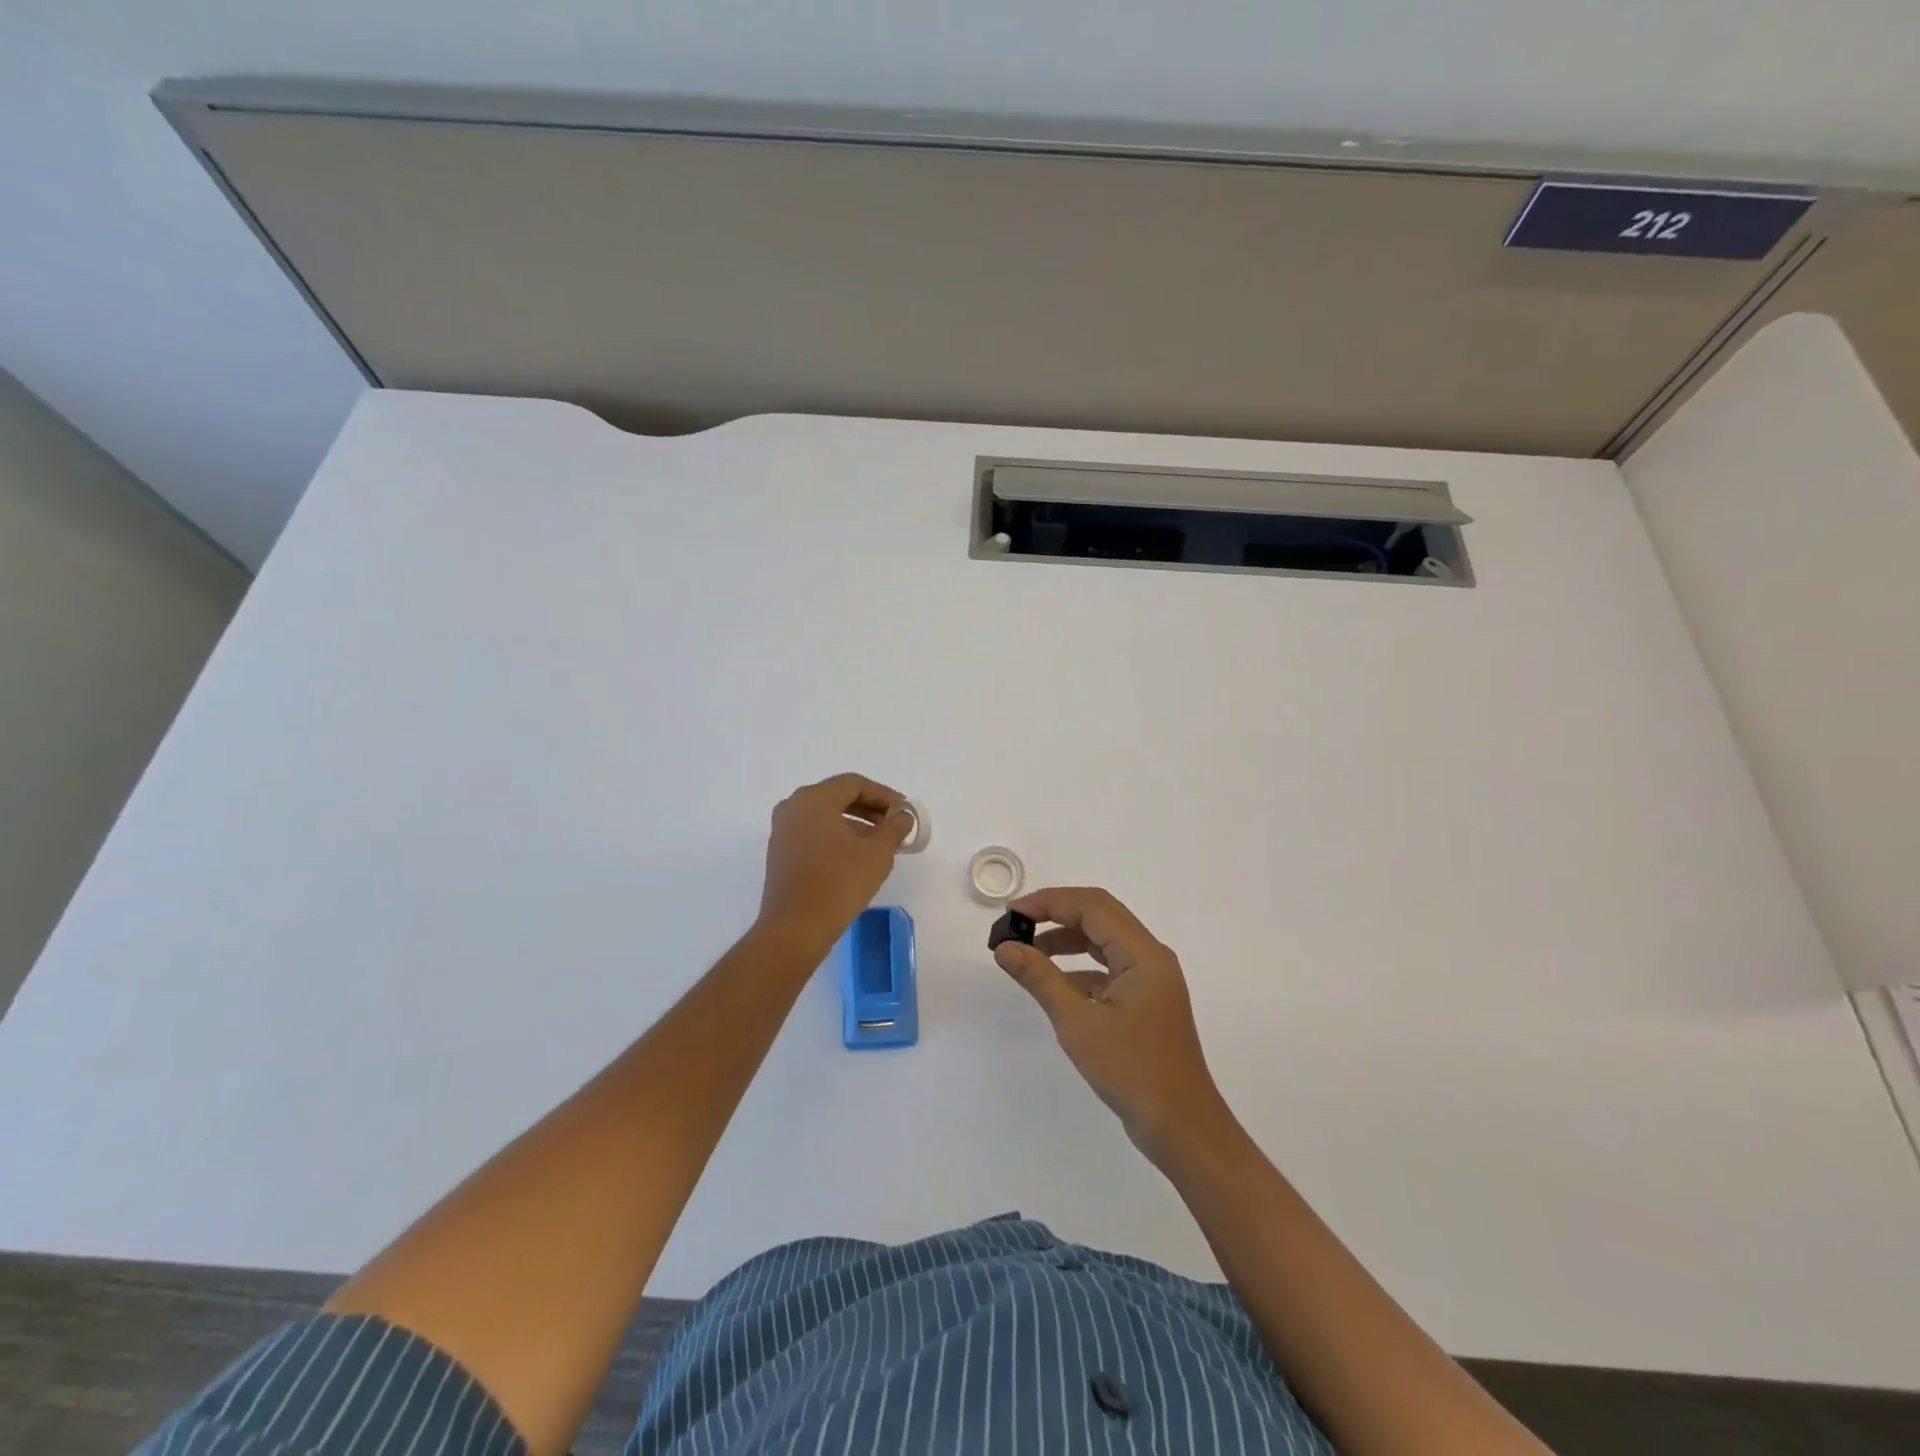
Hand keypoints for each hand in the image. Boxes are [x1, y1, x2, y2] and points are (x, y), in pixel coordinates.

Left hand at [757, 774, 913, 950]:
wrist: (796, 929)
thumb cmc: (838, 883)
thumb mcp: (877, 853)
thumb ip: (894, 828)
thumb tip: (902, 816)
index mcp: (812, 799)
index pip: (854, 784)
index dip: (883, 795)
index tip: (904, 811)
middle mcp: (792, 808)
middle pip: (838, 797)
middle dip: (870, 809)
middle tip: (895, 825)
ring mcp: (783, 832)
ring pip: (826, 817)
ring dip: (856, 825)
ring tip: (881, 844)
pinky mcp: (781, 854)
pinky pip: (814, 834)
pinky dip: (837, 838)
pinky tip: (857, 857)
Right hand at [994, 887, 1230, 1164]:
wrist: (1181, 1127)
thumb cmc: (1132, 1071)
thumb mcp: (1078, 1023)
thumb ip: (1040, 978)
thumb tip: (1004, 948)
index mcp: (1143, 953)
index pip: (1091, 907)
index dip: (1049, 902)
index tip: (1012, 913)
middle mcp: (1151, 956)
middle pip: (1100, 914)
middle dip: (1056, 913)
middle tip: (1018, 923)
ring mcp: (1150, 978)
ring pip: (1104, 940)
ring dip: (1066, 938)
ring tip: (1028, 950)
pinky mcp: (1145, 999)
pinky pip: (1109, 966)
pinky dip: (1079, 966)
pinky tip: (1053, 983)